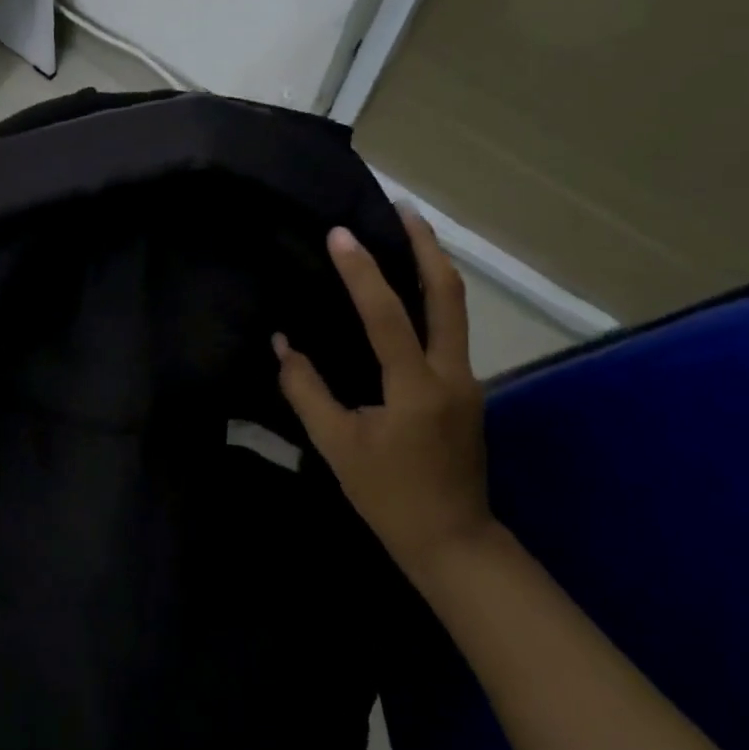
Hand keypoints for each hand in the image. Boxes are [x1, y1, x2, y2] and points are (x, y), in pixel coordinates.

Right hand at [273, 208, 491, 588]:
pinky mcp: (465, 389)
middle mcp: (451, 374)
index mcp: (416, 389)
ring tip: (407, 233)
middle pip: (448, 294)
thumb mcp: (337, 446)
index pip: (387, 316)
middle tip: (402, 209)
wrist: (453, 541)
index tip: (339, 234)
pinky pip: (448, 329)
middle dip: (426, 247)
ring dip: (432, 266)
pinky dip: (430, 297)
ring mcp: (466, 380)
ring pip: (455, 308)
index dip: (362, 273)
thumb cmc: (389, 495)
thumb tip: (282, 344)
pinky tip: (405, 291)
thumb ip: (306, 390)